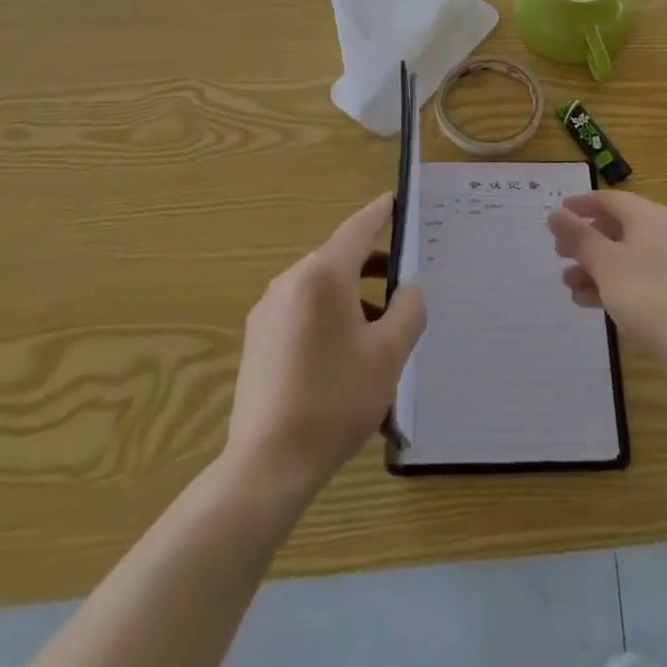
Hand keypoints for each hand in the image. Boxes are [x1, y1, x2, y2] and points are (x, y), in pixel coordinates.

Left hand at [226, 194, 424, 502]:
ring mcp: (268, 311)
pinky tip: (348, 357)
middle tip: (405, 282)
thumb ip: (408, 311)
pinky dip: (330, 319)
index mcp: (323, 276)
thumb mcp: (389, 355)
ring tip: (383, 331)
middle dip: (373, 267)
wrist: (268, 464)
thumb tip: (409, 289)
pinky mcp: (258, 340)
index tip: (393, 201)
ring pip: (321, 290)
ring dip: (353, 299)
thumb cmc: (336, 400)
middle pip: (339, 261)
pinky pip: (303, 313)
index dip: (379, 214)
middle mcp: (291, 282)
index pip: (357, 229)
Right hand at [547, 191, 666, 364]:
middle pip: (615, 227)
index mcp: (647, 216)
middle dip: (584, 240)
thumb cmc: (647, 293)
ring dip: (593, 266)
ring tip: (569, 284)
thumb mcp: (604, 263)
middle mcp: (661, 231)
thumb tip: (556, 213)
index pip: (609, 199)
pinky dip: (611, 283)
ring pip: (623, 255)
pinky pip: (636, 276)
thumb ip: (578, 236)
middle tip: (559, 254)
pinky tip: (589, 301)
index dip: (580, 205)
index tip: (556, 215)